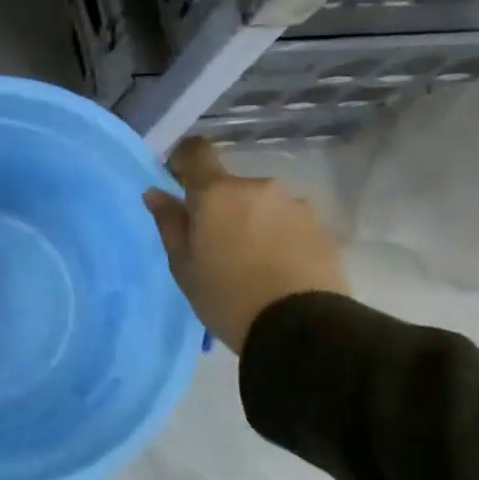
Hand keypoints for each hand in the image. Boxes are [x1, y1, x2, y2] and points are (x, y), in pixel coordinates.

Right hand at [143, 138, 349, 354]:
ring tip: (251, 261)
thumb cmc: (225, 295)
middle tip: (215, 244)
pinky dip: (278, 237)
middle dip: (221, 206)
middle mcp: (258, 188)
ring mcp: (295, 205)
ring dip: (253, 221)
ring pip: (262, 205)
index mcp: (217, 193)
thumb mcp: (183, 265)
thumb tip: (156, 193)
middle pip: (231, 186)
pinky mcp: (322, 228)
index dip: (185, 161)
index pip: (197, 152)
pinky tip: (276, 268)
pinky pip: (288, 223)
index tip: (178, 182)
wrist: (300, 327)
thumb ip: (170, 223)